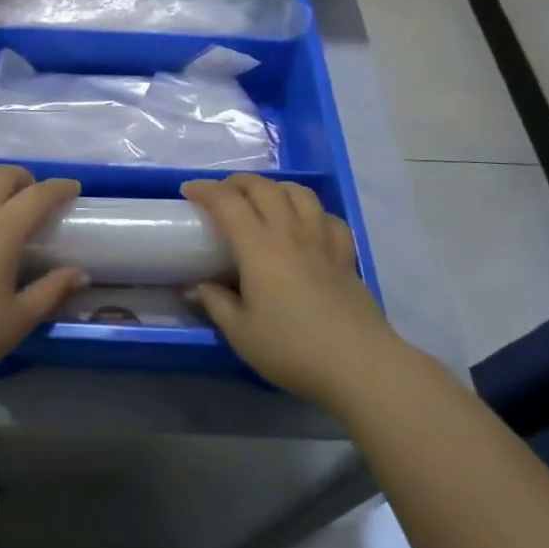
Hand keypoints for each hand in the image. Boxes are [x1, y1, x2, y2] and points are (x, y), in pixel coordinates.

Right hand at [182, 174, 394, 406]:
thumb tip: (197, 287)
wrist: (359, 365)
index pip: (227, 202)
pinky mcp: (346, 256)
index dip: (205, 189)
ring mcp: (322, 241)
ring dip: (275, 188)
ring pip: (299, 193)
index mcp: (259, 247)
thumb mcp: (241, 333)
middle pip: (263, 187)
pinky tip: (306, 225)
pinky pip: (328, 218)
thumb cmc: (292, 348)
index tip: (188, 192)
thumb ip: (216, 304)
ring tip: (263, 200)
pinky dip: (312, 212)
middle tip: (220, 194)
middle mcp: (290, 233)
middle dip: (237, 182)